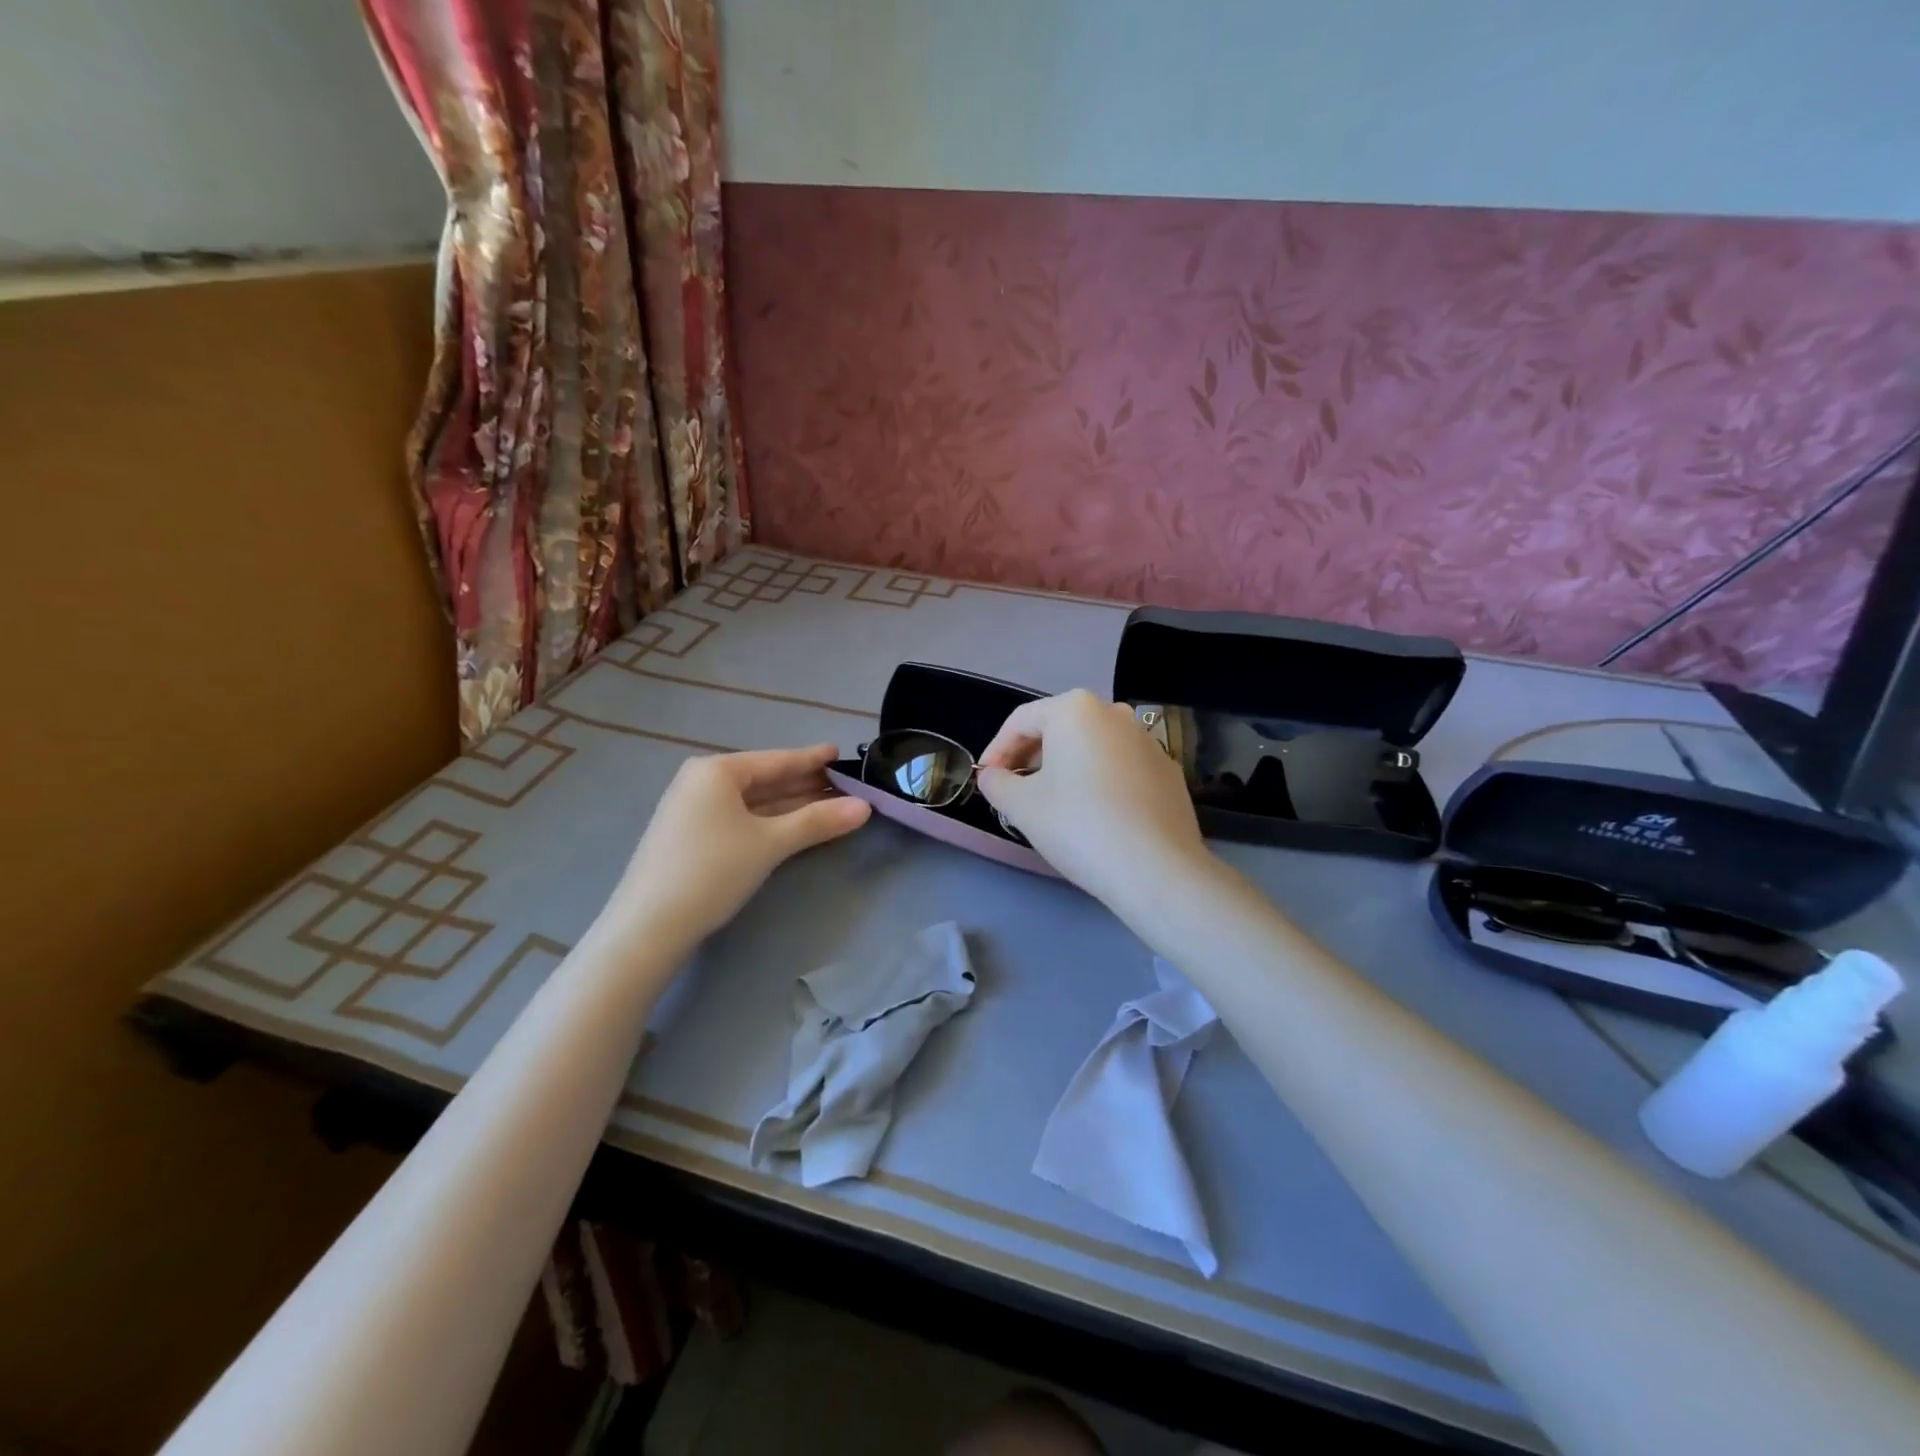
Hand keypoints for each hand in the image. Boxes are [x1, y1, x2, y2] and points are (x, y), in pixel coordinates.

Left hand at [603, 744, 869, 950]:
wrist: (649, 927)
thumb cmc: (712, 870)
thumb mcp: (770, 843)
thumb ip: (818, 821)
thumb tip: (865, 807)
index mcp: (716, 771)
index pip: (776, 760)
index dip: (812, 759)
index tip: (841, 753)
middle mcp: (702, 782)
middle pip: (764, 779)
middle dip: (805, 784)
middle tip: (845, 785)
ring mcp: (693, 811)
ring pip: (753, 802)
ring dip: (791, 805)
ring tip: (830, 804)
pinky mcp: (691, 838)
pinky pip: (740, 819)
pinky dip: (770, 821)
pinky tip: (794, 826)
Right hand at [976, 690, 1210, 912]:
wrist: (1157, 869)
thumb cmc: (1079, 826)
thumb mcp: (1022, 806)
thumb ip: (997, 784)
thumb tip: (992, 777)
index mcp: (1076, 709)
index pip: (1021, 721)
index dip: (996, 750)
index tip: (986, 780)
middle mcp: (1114, 713)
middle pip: (1059, 729)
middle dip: (1030, 757)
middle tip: (1014, 791)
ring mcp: (1147, 741)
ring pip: (1091, 747)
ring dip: (1064, 768)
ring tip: (1051, 803)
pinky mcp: (1167, 771)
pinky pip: (1119, 767)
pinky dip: (1098, 781)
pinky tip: (1093, 815)